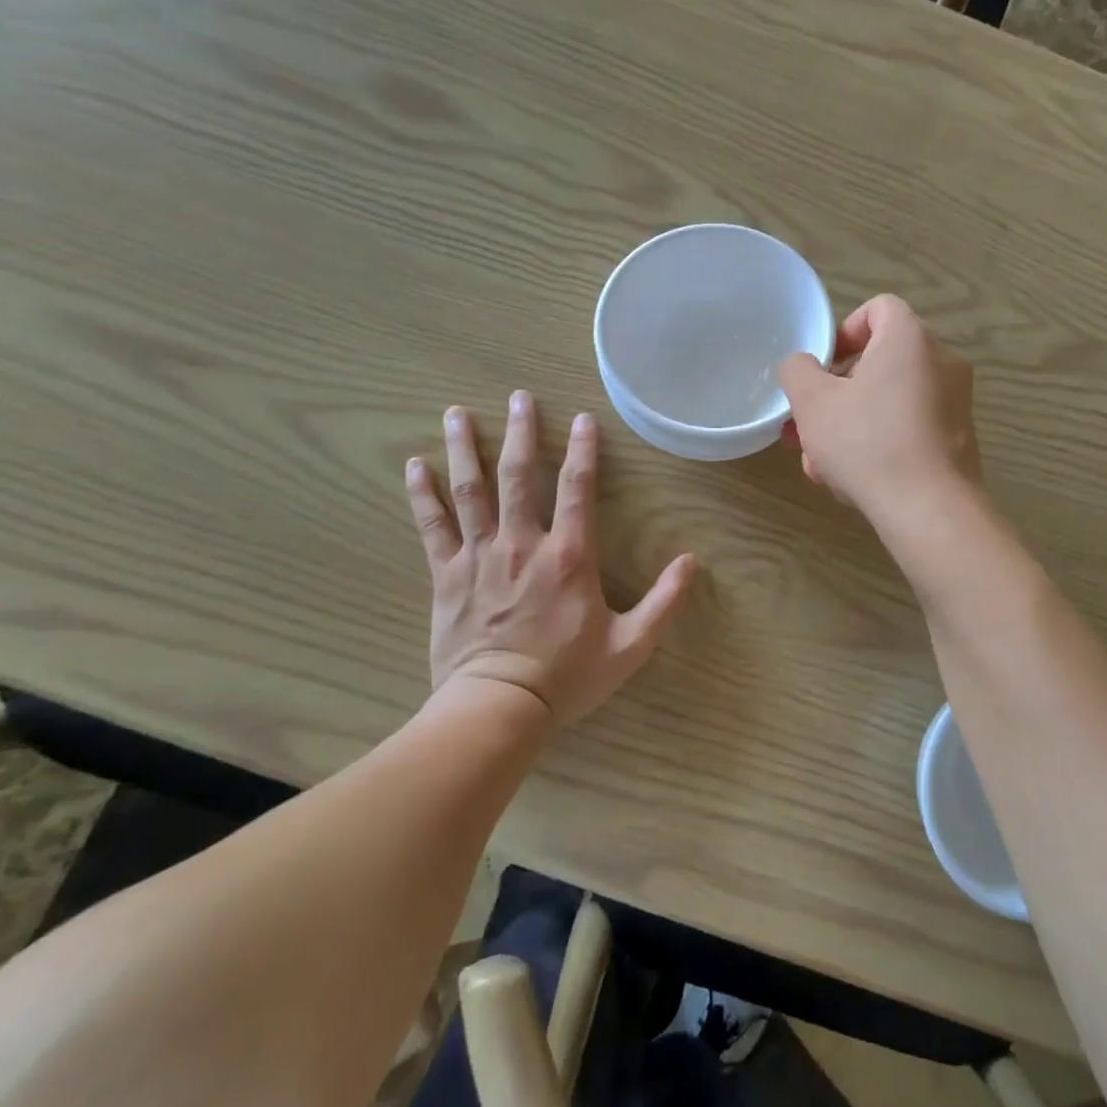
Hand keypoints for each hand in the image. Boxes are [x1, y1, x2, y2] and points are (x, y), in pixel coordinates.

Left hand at [404, 392, 697, 726]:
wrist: (497, 709)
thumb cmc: (567, 677)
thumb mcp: (630, 645)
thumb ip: (664, 601)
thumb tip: (693, 561)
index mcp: (568, 556)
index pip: (577, 488)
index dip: (582, 450)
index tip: (583, 418)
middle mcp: (522, 544)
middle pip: (517, 476)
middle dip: (520, 432)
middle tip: (519, 397)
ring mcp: (479, 556)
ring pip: (470, 491)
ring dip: (464, 449)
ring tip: (458, 413)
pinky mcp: (446, 576)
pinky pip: (432, 526)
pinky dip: (422, 495)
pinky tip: (414, 466)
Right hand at [777, 294, 979, 514]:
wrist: (928, 509)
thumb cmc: (867, 442)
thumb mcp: (812, 402)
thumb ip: (797, 371)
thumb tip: (803, 366)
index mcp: (910, 339)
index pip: (878, 308)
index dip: (843, 332)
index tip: (823, 369)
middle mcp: (942, 362)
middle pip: (880, 361)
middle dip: (837, 393)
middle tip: (810, 424)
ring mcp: (955, 403)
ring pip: (889, 401)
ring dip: (851, 425)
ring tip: (820, 463)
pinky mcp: (958, 441)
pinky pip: (910, 428)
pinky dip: (880, 444)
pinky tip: (852, 481)